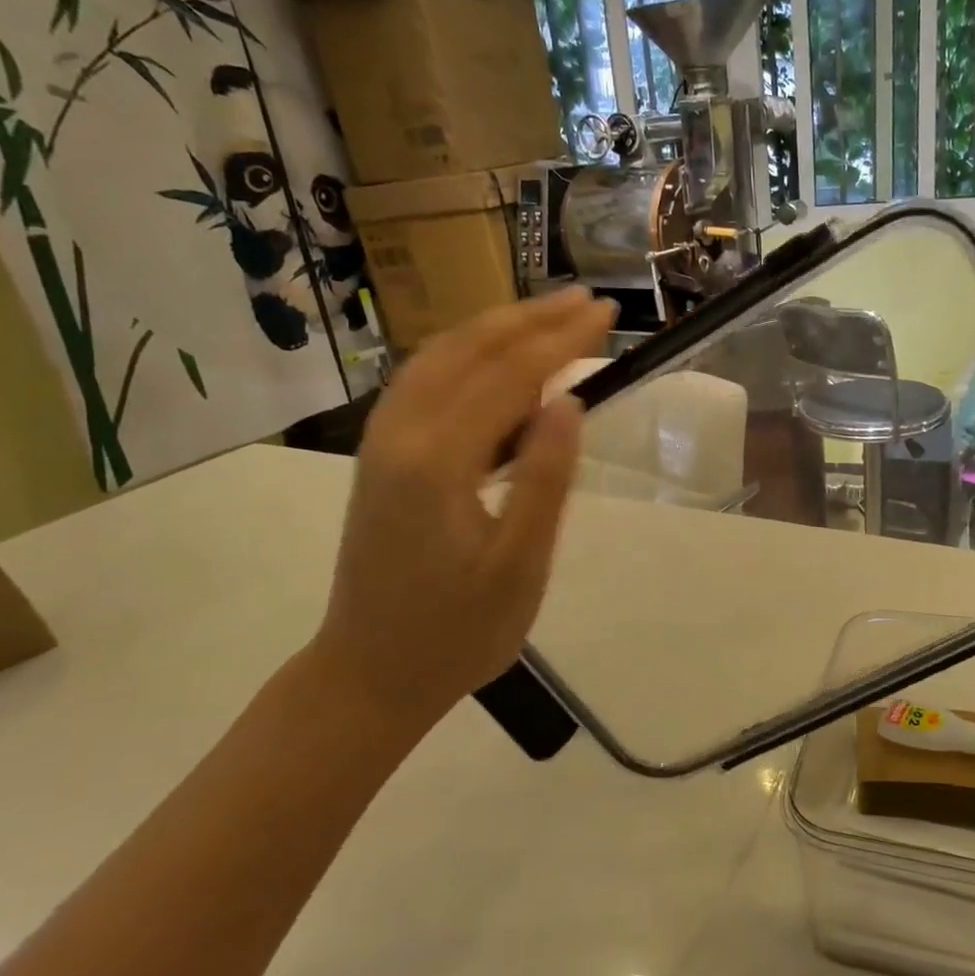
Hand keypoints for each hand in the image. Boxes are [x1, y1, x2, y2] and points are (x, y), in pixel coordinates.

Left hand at [305, 289, 616, 731]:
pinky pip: (424, 382)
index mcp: (437, 460)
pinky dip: (466, 356)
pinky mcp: (380, 457)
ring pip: (439, 358)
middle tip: (587, 301)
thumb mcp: (518, 567)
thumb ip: (543, 480)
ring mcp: (381, 442)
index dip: (561, 339)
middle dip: (530, 319)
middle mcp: (400, 434)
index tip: (606, 314)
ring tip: (548, 317)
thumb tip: (568, 402)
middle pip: (468, 349)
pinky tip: (494, 361)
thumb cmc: (456, 633)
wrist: (368, 674)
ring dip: (496, 329)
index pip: (509, 375)